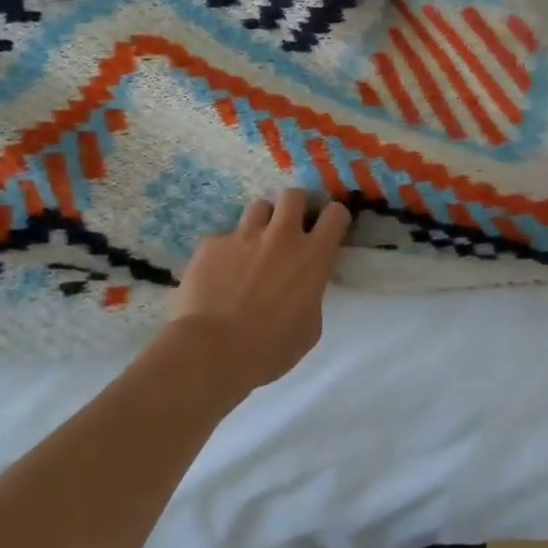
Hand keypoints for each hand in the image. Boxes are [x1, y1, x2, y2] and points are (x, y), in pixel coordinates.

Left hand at [165, 189, 351, 392]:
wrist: (211, 351)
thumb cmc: (269, 349)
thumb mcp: (309, 328)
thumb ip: (312, 297)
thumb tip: (305, 289)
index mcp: (312, 256)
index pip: (336, 214)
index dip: (334, 217)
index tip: (328, 228)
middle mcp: (281, 236)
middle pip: (294, 195)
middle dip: (295, 207)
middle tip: (290, 227)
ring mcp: (244, 236)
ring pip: (259, 207)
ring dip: (261, 222)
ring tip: (253, 245)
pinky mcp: (212, 244)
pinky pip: (224, 237)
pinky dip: (226, 251)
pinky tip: (218, 274)